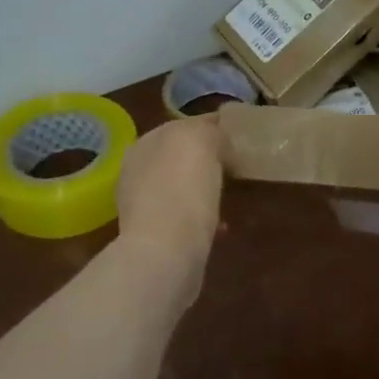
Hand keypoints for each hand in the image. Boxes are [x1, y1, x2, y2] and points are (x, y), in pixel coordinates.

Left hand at [116, 117, 223, 293]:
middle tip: (237, 166)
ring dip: (205, 189)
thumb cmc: (184, 191)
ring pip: (182, 186)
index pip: (185, 125)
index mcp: (147, 142)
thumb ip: (208, 129)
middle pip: (180, 156)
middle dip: (207, 160)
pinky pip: (185, 216)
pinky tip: (221, 227)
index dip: (213, 127)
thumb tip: (215, 135)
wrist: (165, 253)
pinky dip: (203, 218)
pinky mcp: (154, 235)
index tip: (240, 136)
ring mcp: (143, 204)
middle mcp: (139, 170)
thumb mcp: (201, 141)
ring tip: (231, 196)